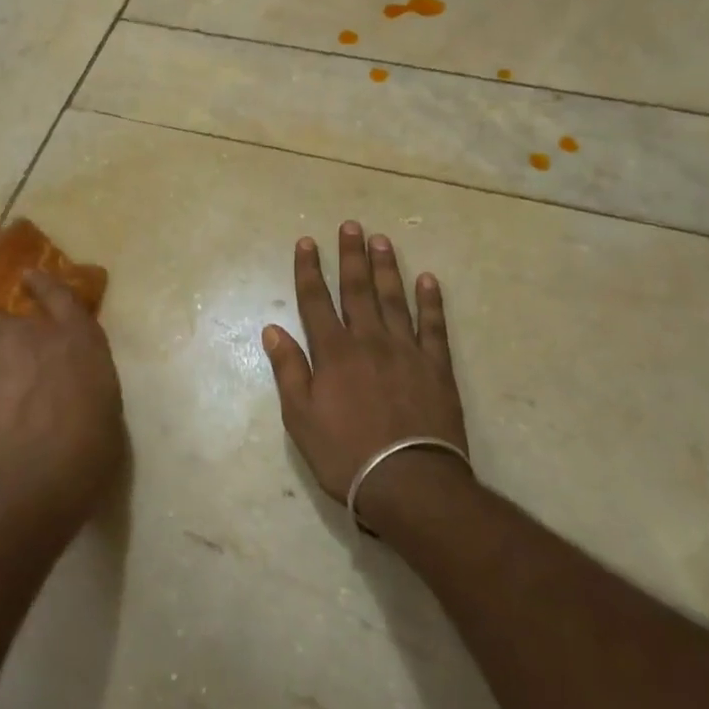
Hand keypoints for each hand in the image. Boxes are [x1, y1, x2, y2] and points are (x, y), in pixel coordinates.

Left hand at [0, 271, 128, 528]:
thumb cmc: (91, 443)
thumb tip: (73, 386)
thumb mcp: (104, 404)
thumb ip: (86, 382)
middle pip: (5, 317)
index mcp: (78, 338)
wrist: (40, 471)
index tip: (28, 275)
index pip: (61, 297)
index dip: (44, 285)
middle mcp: (35, 336)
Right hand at [263, 222, 470, 520]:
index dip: (309, 270)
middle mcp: (369, 341)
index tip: (307, 242)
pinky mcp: (436, 367)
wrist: (408, 482)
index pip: (316, 301)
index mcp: (333, 353)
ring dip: (387, 268)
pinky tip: (428, 280)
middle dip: (351, 256)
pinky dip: (431, 302)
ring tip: (382, 240)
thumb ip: (289, 369)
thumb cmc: (345, 453)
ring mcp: (406, 351)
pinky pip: (434, 326)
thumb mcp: (301, 417)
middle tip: (351, 225)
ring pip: (394, 300)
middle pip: (357, 290)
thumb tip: (272, 329)